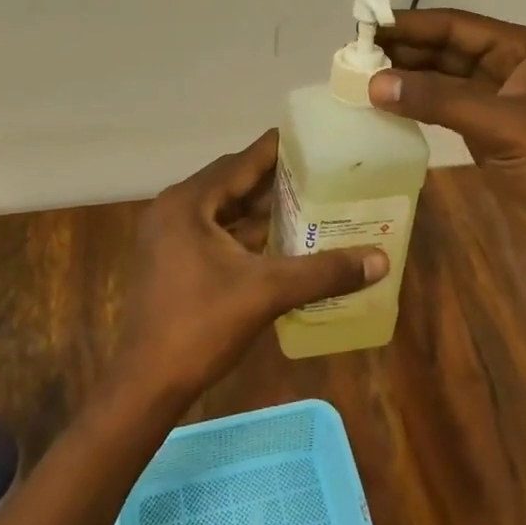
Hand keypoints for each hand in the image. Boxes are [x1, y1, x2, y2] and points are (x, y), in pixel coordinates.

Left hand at [116, 131, 388, 400]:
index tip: (314, 138)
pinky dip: (243, 231)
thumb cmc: (201, 327)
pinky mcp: (170, 259)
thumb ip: (323, 272)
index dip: (279, 149)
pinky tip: (276, 238)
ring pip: (223, 207)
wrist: (145, 386)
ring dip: (259, 206)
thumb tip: (380, 260)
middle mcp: (174, 208)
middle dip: (274, 178)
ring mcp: (168, 235)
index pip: (243, 161)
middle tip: (318, 172)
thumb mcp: (267, 292)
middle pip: (232, 181)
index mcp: (189, 202)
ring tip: (306, 201)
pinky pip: (214, 230)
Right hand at [366, 8, 525, 286]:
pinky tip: (386, 104)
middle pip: (445, 48)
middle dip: (403, 49)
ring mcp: (494, 97)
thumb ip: (437, 99)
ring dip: (406, 76)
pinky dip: (416, 103)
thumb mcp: (499, 123)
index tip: (366, 26)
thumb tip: (374, 83)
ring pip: (441, 76)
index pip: (454, 25)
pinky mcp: (485, 128)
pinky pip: (443, 105)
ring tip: (361, 76)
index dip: (411, 24)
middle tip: (355, 54)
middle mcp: (505, 65)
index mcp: (518, 48)